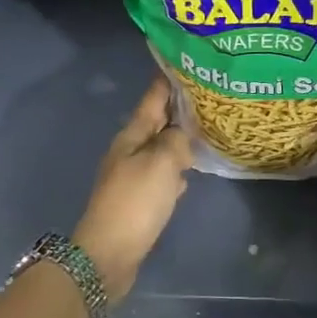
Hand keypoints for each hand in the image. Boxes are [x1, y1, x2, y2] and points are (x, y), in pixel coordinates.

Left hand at [74, 76, 193, 302]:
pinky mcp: (139, 199)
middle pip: (157, 122)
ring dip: (180, 138)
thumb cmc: (135, 202)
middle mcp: (131, 150)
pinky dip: (177, 168)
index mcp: (132, 136)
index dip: (168, 80)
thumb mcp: (161, 163)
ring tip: (207, 129)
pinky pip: (163, 174)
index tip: (186, 63)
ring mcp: (133, 175)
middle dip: (179, 109)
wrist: (108, 255)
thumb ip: (176, 141)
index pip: (153, 98)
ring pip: (162, 148)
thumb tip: (181, 137)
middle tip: (208, 96)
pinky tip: (191, 172)